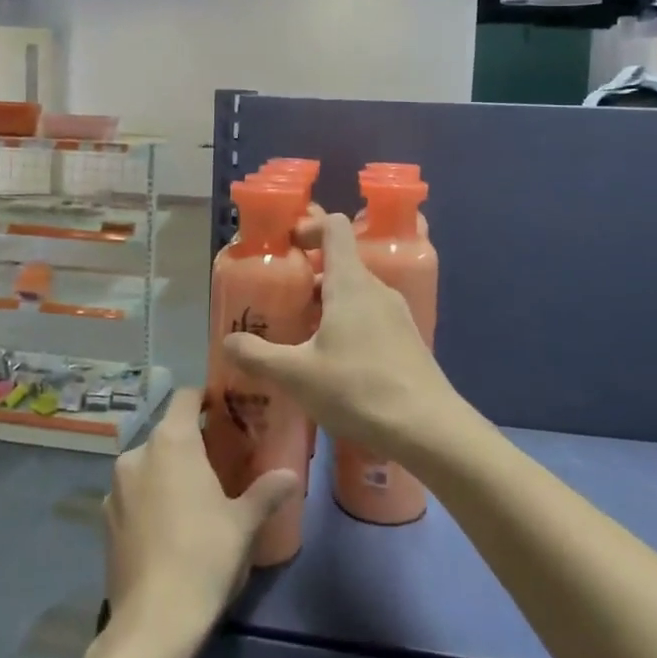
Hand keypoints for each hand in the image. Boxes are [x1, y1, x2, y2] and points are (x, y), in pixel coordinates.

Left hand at [104, 387, 296, 645]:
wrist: (154, 622)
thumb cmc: (205, 555)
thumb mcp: (244, 523)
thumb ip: (267, 491)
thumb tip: (291, 475)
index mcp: (171, 442)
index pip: (185, 398)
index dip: (204, 398)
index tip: (225, 409)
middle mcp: (137, 454)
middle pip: (167, 433)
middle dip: (191, 441)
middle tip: (220, 460)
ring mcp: (115, 489)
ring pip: (148, 465)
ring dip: (168, 471)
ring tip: (195, 497)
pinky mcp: (105, 521)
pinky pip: (133, 494)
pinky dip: (150, 499)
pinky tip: (170, 528)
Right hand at [224, 213, 461, 458]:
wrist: (429, 430)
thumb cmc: (359, 389)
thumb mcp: (297, 375)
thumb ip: (258, 356)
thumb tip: (228, 341)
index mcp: (350, 282)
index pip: (334, 228)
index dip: (309, 228)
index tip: (285, 247)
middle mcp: (376, 289)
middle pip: (340, 264)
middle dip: (307, 279)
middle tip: (278, 304)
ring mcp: (396, 315)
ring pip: (354, 295)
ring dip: (325, 307)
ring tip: (298, 339)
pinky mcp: (406, 341)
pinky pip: (370, 319)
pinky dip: (346, 327)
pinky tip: (331, 365)